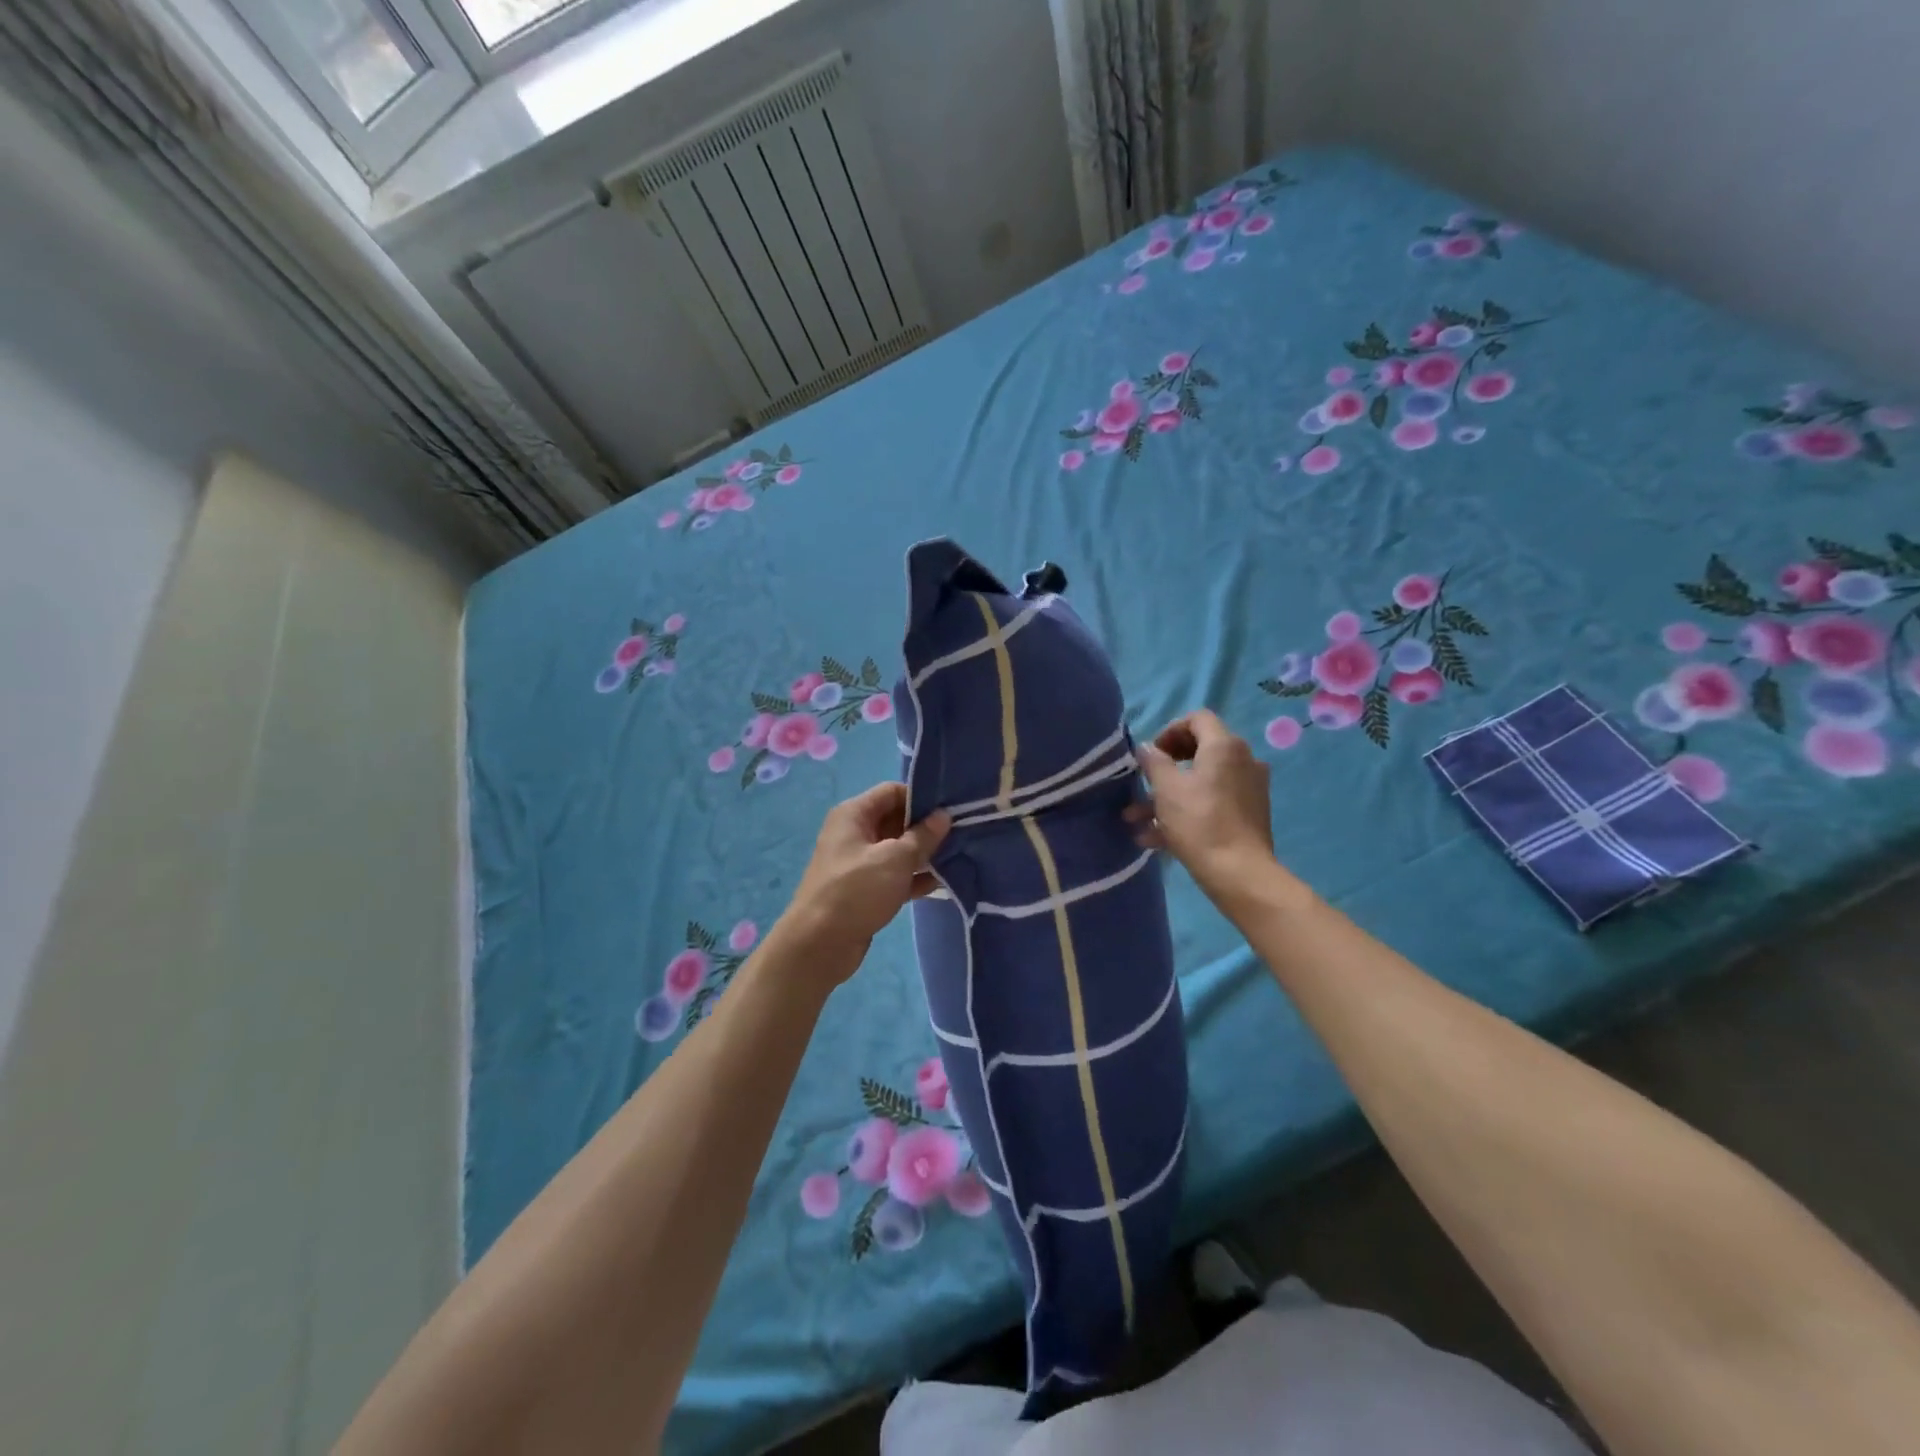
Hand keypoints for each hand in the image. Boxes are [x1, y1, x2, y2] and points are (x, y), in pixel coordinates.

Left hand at [778, 783, 951, 981]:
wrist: (819, 945)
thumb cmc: (856, 890)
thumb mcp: (895, 859)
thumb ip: (923, 836)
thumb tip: (944, 815)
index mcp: (854, 814)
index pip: (892, 792)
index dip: (921, 797)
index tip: (951, 809)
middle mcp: (854, 833)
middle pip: (896, 819)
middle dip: (926, 827)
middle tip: (962, 832)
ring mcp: (859, 862)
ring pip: (898, 850)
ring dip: (924, 854)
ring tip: (960, 855)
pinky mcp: (865, 889)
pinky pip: (895, 875)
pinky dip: (915, 877)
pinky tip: (943, 882)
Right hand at [1129, 710, 1274, 898]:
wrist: (1240, 873)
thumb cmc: (1199, 822)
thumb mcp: (1166, 789)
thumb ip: (1153, 762)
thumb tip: (1145, 748)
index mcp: (1225, 746)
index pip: (1197, 719)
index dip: (1170, 730)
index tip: (1152, 754)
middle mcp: (1243, 760)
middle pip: (1200, 750)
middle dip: (1166, 767)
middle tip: (1146, 780)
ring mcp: (1249, 789)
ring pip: (1202, 783)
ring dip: (1168, 796)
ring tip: (1136, 819)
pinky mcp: (1249, 815)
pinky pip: (1212, 803)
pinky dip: (1186, 812)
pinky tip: (1155, 838)